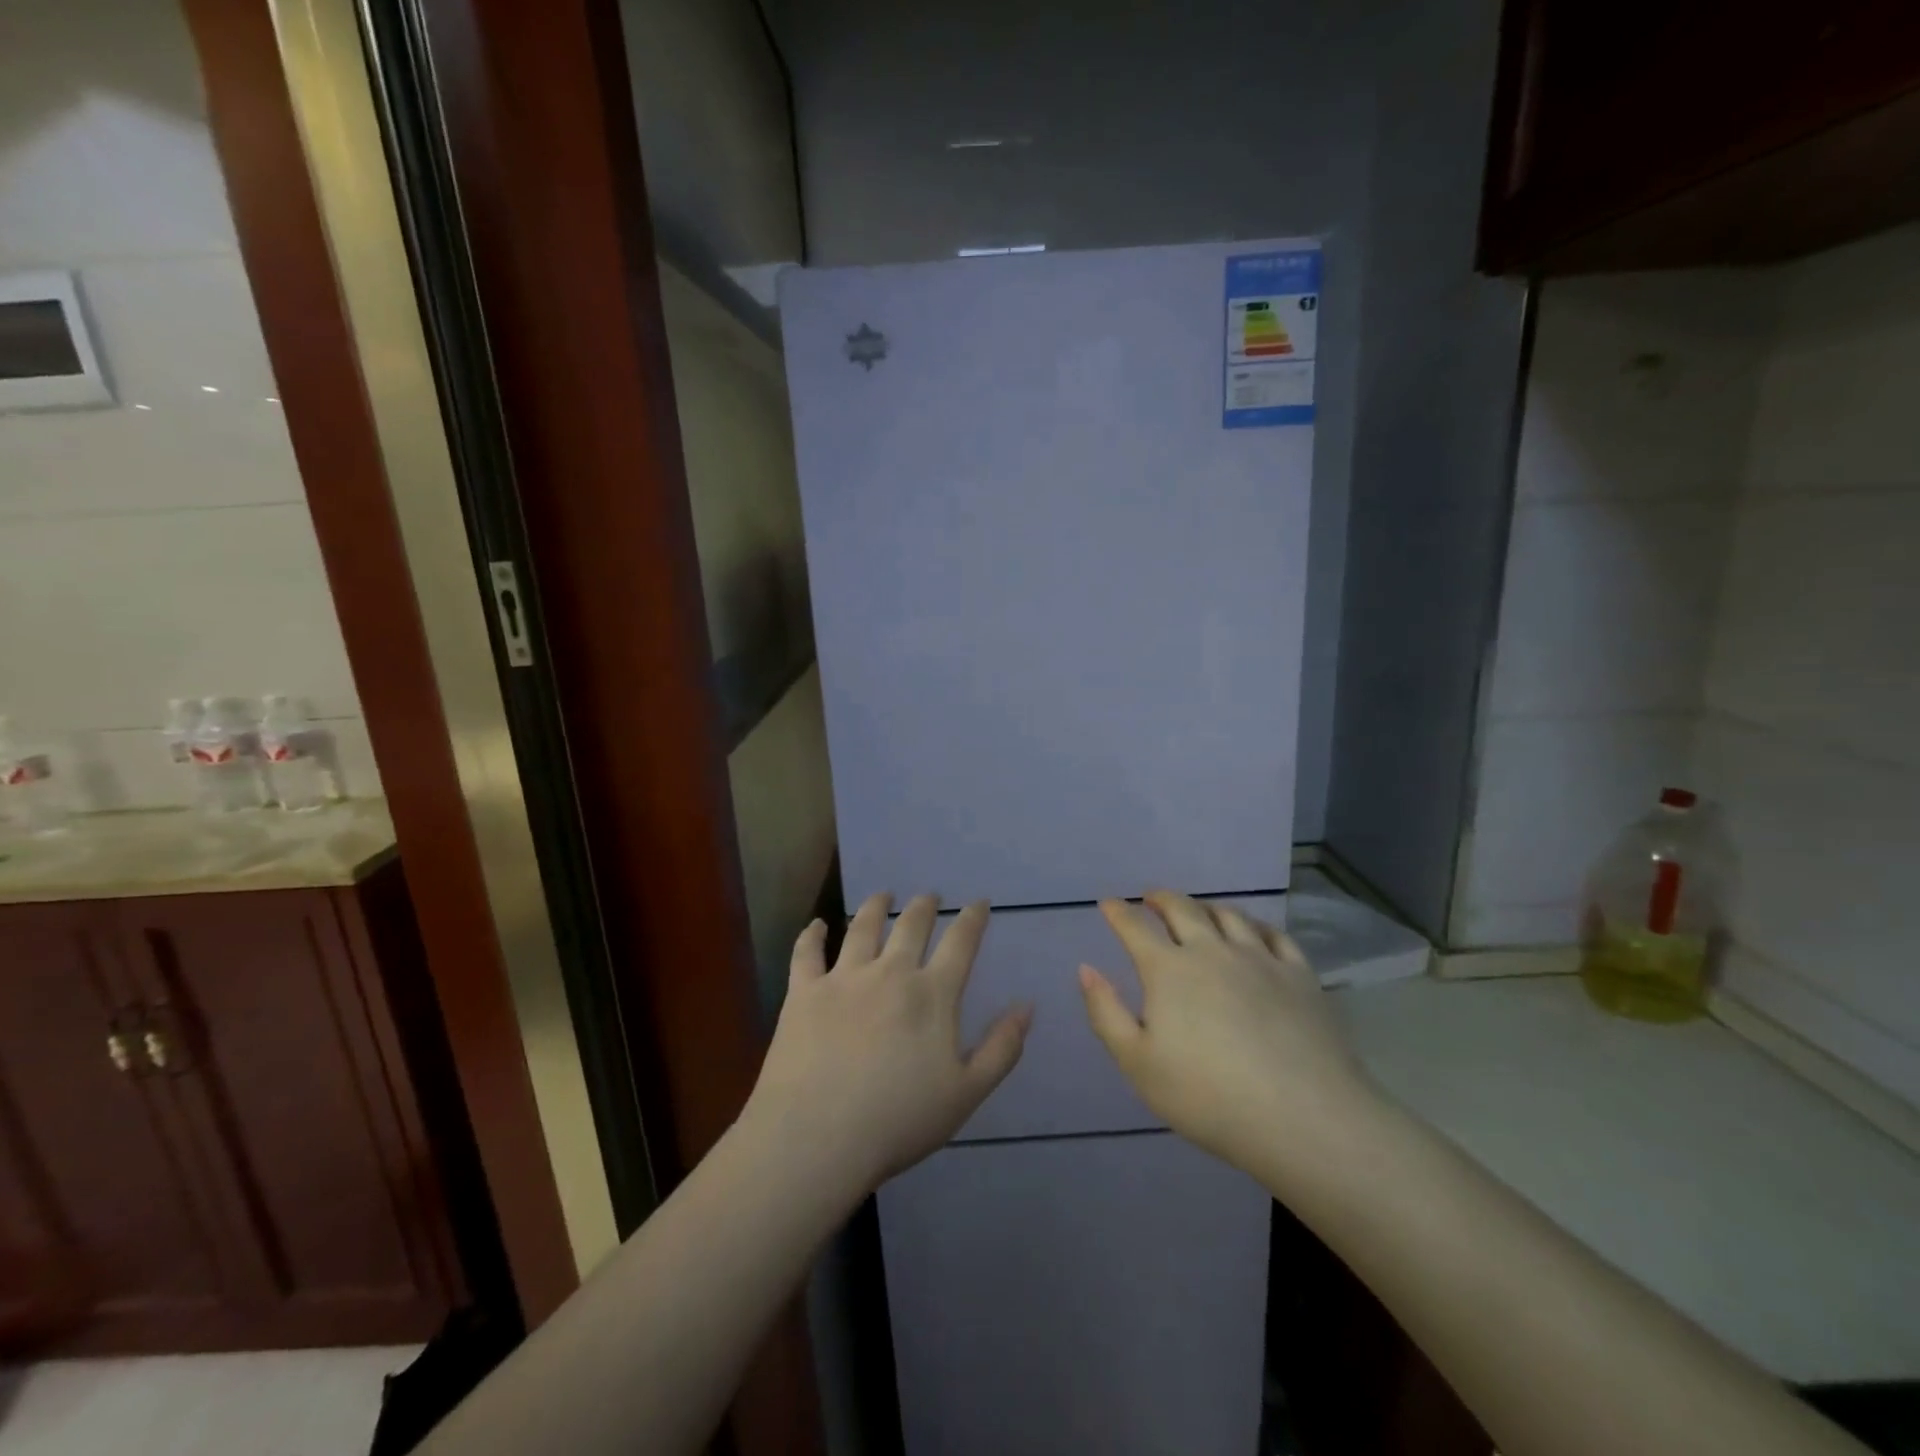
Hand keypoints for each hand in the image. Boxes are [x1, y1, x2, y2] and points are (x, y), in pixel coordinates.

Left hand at [742, 894, 1031, 1196]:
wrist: (818, 1138)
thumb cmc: (899, 1121)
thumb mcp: (967, 1093)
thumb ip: (1002, 1048)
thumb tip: (1026, 1006)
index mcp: (933, 994)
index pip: (960, 942)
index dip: (973, 918)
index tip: (978, 902)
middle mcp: (890, 973)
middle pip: (911, 925)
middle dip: (924, 906)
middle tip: (929, 895)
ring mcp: (844, 978)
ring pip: (862, 927)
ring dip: (875, 906)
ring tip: (882, 896)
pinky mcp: (804, 992)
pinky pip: (808, 952)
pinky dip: (813, 934)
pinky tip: (817, 924)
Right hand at [1078, 891, 1378, 1178]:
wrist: (1303, 1118)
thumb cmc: (1208, 1096)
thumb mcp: (1138, 1063)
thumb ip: (1106, 1012)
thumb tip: (1086, 968)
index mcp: (1169, 969)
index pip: (1134, 927)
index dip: (1117, 912)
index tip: (1108, 903)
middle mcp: (1211, 950)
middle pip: (1182, 909)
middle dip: (1160, 898)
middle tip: (1150, 898)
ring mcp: (1259, 958)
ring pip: (1228, 915)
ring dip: (1206, 906)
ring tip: (1198, 910)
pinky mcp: (1299, 974)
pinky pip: (1274, 934)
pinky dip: (1255, 925)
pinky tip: (1253, 931)